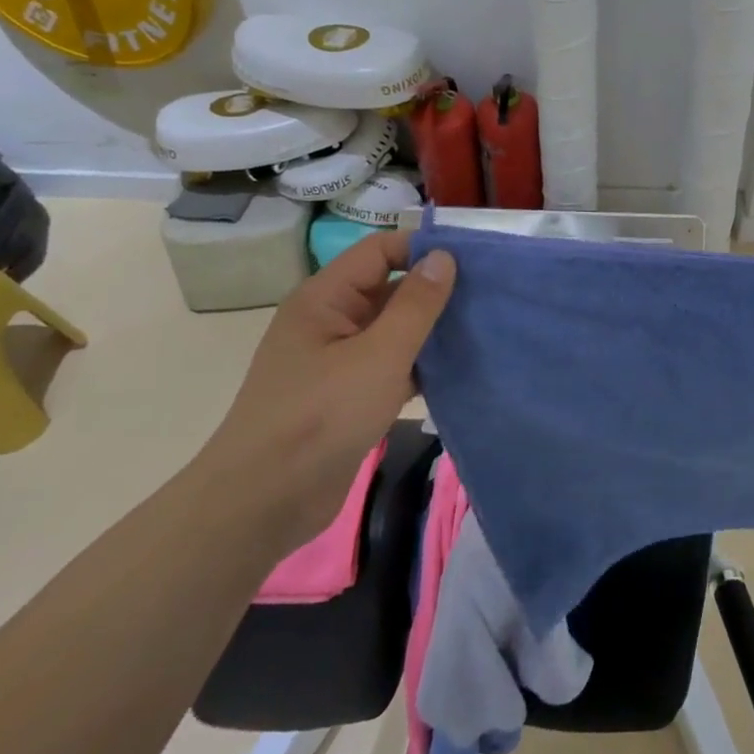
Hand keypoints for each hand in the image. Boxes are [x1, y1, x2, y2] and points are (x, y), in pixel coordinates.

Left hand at [189, 232, 455, 556]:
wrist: (263, 504)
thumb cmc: (320, 417)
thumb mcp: (379, 356)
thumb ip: (416, 304)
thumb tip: (444, 255)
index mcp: (325, 298)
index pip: (380, 251)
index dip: (424, 249)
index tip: (475, 261)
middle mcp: (330, 320)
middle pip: (389, 287)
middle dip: (436, 290)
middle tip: (490, 296)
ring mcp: (338, 360)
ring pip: (394, 329)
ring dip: (433, 329)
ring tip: (483, 328)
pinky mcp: (348, 395)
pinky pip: (392, 364)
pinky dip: (421, 364)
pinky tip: (459, 369)